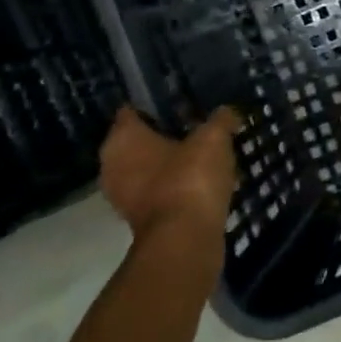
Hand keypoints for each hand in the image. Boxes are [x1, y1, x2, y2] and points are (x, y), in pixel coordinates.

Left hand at [99, 106, 241, 272]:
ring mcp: (122, 195)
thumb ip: (220, 120)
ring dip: (171, 163)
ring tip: (204, 154)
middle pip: (140, 140)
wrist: (185, 240)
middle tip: (198, 126)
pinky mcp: (139, 219)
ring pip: (148, 168)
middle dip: (166, 134)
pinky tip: (201, 181)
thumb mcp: (214, 139)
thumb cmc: (190, 178)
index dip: (158, 104)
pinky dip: (174, 186)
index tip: (183, 102)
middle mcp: (112, 164)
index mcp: (122, 138)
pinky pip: (157, 191)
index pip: (133, 110)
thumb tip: (228, 111)